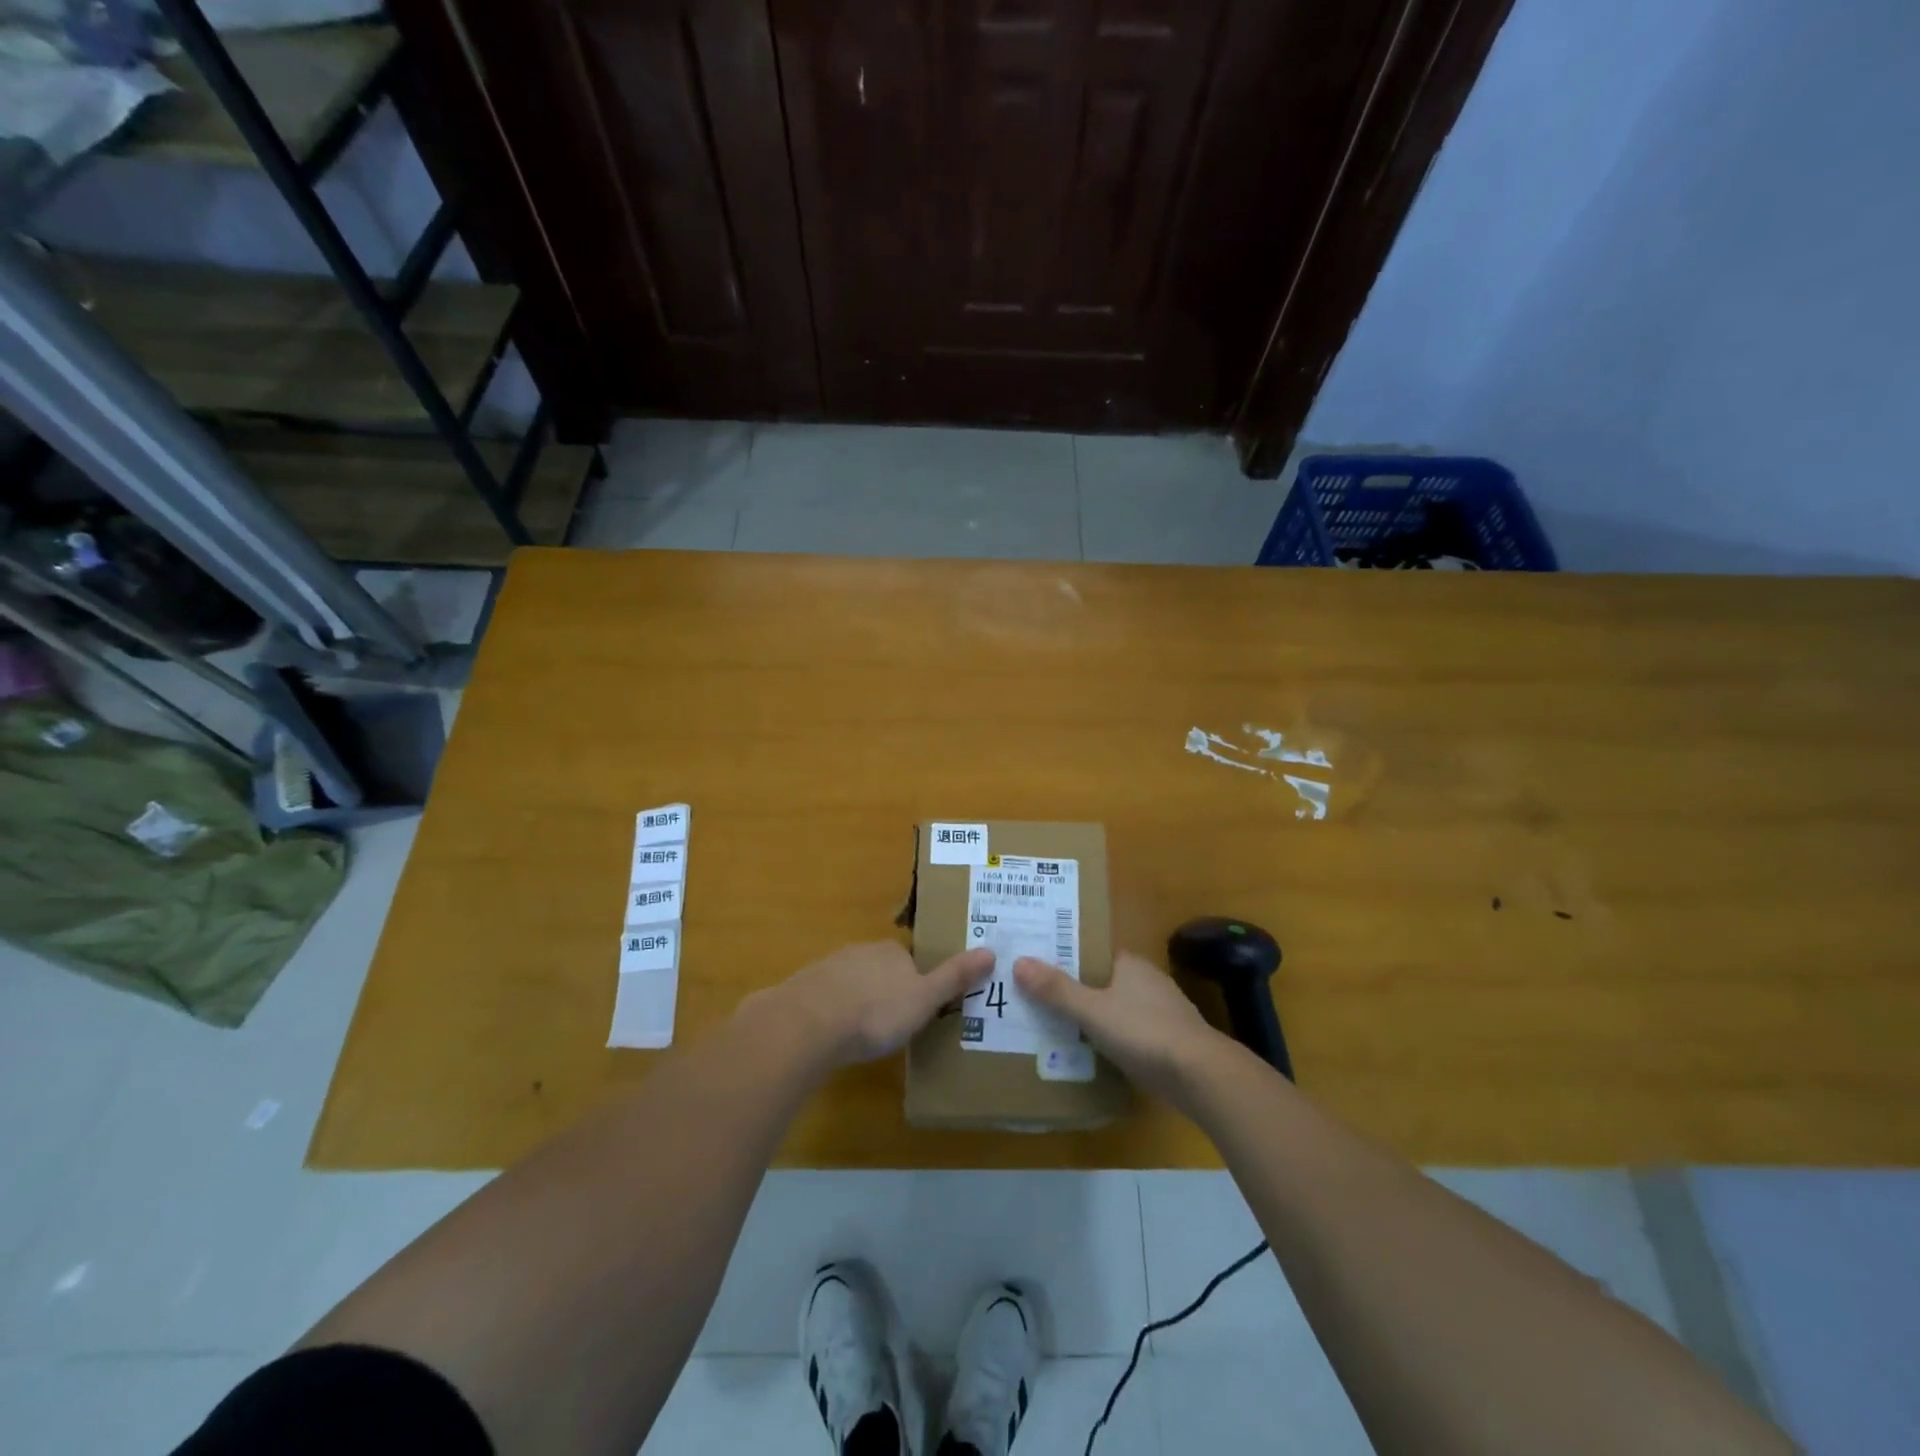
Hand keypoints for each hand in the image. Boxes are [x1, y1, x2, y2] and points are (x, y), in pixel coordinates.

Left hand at [751, 942, 995, 1066]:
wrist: (809, 1024)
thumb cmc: (876, 1013)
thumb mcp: (924, 999)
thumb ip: (954, 978)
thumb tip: (991, 951)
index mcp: (892, 952)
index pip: (910, 961)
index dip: (917, 984)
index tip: (918, 1010)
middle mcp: (861, 951)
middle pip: (880, 969)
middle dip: (886, 992)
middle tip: (892, 1025)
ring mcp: (829, 967)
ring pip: (851, 982)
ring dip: (857, 1001)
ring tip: (862, 1034)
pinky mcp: (804, 987)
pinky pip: (826, 997)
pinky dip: (832, 1012)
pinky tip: (832, 1036)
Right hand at [1013, 950, 1226, 1101]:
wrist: (1202, 1075)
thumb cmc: (1144, 1032)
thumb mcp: (1092, 1011)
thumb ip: (1057, 990)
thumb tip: (1019, 961)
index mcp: (1130, 964)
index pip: (1094, 952)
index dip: (1069, 957)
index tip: (1041, 966)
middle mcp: (1149, 980)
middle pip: (1106, 980)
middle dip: (1080, 989)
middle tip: (1043, 998)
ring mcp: (1164, 1011)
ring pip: (1121, 1007)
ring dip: (1099, 1016)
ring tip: (1062, 1027)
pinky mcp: (1172, 1041)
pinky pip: (1134, 1033)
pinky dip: (1116, 1039)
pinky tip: (1098, 1053)